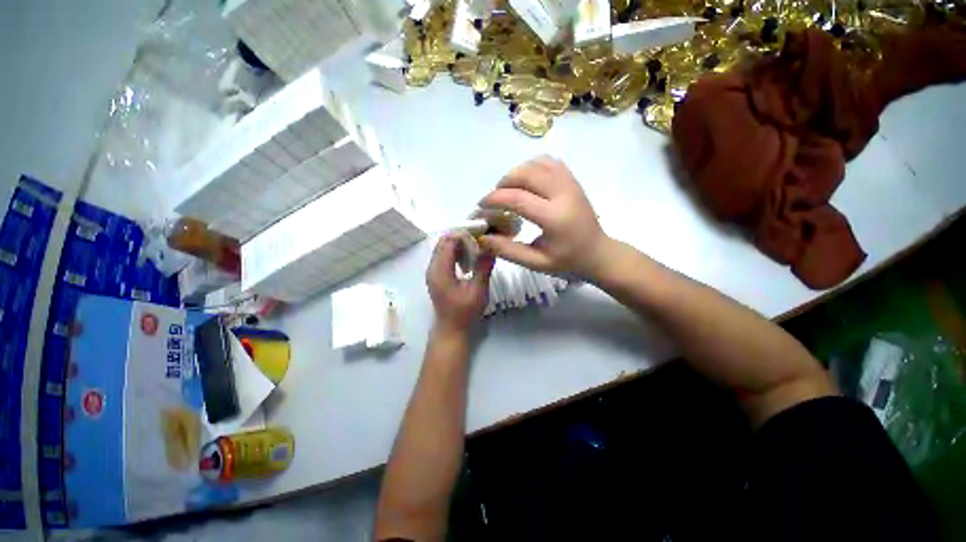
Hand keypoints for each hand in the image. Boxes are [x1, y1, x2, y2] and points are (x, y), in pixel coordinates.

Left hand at [426, 234, 494, 334]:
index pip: (448, 241)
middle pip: (444, 242)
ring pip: (444, 248)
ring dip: (459, 243)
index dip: (464, 233)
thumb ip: (483, 267)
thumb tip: (491, 246)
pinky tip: (470, 257)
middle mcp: (432, 267)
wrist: (451, 329)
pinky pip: (445, 256)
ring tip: (477, 244)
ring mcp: (433, 271)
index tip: (481, 230)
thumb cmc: (464, 312)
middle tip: (481, 236)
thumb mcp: (477, 290)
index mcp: (440, 270)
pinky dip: (456, 252)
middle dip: (462, 236)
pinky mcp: (437, 275)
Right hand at [478, 156, 610, 278]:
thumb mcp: (536, 262)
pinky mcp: (572, 180)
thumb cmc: (567, 261)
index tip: (481, 206)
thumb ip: (508, 250)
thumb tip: (482, 237)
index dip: (494, 199)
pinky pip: (549, 162)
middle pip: (526, 173)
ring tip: (509, 191)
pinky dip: (532, 167)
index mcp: (555, 218)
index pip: (517, 198)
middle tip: (495, 199)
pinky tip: (527, 183)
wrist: (598, 252)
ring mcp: (570, 183)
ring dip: (517, 173)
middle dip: (503, 182)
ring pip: (536, 163)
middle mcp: (563, 194)